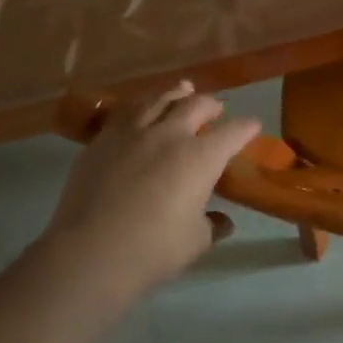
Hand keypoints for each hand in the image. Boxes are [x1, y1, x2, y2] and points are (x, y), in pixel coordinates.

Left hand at [43, 83, 260, 297]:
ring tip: (183, 90)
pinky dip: (143, 105)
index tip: (252, 126)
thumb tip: (222, 221)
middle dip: (212, 105)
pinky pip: (127, 111)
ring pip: (160, 99)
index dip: (246, 127)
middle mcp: (170, 134)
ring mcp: (133, 133)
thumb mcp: (196, 242)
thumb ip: (212, 226)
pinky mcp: (103, 139)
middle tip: (217, 109)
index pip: (233, 132)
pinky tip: (142, 109)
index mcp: (201, 157)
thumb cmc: (152, 250)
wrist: (89, 252)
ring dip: (177, 94)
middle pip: (197, 105)